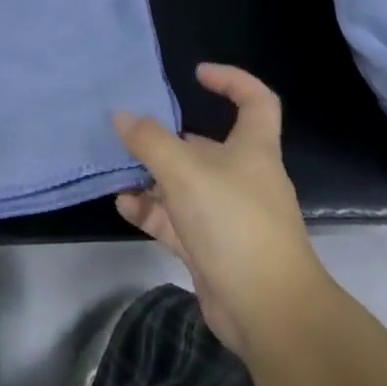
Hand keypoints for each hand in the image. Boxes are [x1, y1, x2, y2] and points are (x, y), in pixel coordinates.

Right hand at [115, 64, 332, 360]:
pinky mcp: (212, 249)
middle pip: (207, 146)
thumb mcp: (185, 171)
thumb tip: (122, 115)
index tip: (197, 74)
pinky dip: (151, 211)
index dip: (232, 80)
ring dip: (153, 177)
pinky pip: (176, 221)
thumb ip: (149, 141)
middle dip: (169, 138)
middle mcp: (243, 178)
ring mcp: (227, 216)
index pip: (256, 101)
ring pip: (185, 185)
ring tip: (117, 169)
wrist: (268, 311)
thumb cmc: (234, 222)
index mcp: (253, 150)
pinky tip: (123, 206)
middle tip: (131, 132)